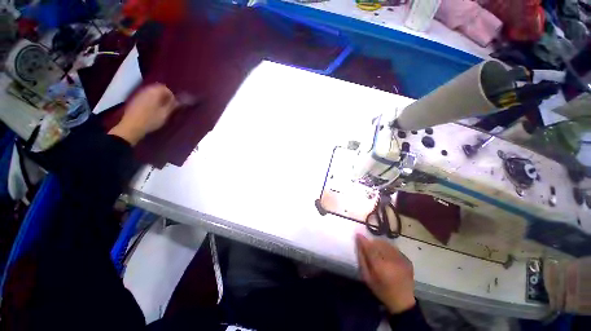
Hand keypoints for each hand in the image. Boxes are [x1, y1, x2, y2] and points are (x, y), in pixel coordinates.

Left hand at [108, 83, 176, 145]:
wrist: (131, 126)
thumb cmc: (151, 120)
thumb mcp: (165, 114)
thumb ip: (172, 106)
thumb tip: (179, 101)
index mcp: (154, 92)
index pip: (166, 88)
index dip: (172, 96)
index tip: (174, 105)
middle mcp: (146, 90)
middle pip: (158, 89)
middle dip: (165, 97)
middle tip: (168, 107)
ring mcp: (139, 95)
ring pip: (151, 93)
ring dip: (158, 99)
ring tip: (161, 109)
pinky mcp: (134, 100)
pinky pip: (146, 97)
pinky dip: (151, 101)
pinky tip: (152, 110)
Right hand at [356, 234, 415, 313]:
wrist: (403, 301)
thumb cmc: (381, 290)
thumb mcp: (367, 277)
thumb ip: (362, 259)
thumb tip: (359, 244)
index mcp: (380, 267)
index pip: (370, 248)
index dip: (363, 240)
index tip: (358, 234)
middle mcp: (391, 261)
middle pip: (379, 244)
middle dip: (372, 242)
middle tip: (369, 246)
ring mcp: (401, 260)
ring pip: (387, 244)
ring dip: (380, 244)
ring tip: (378, 250)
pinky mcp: (408, 260)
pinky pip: (395, 249)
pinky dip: (389, 249)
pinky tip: (388, 256)